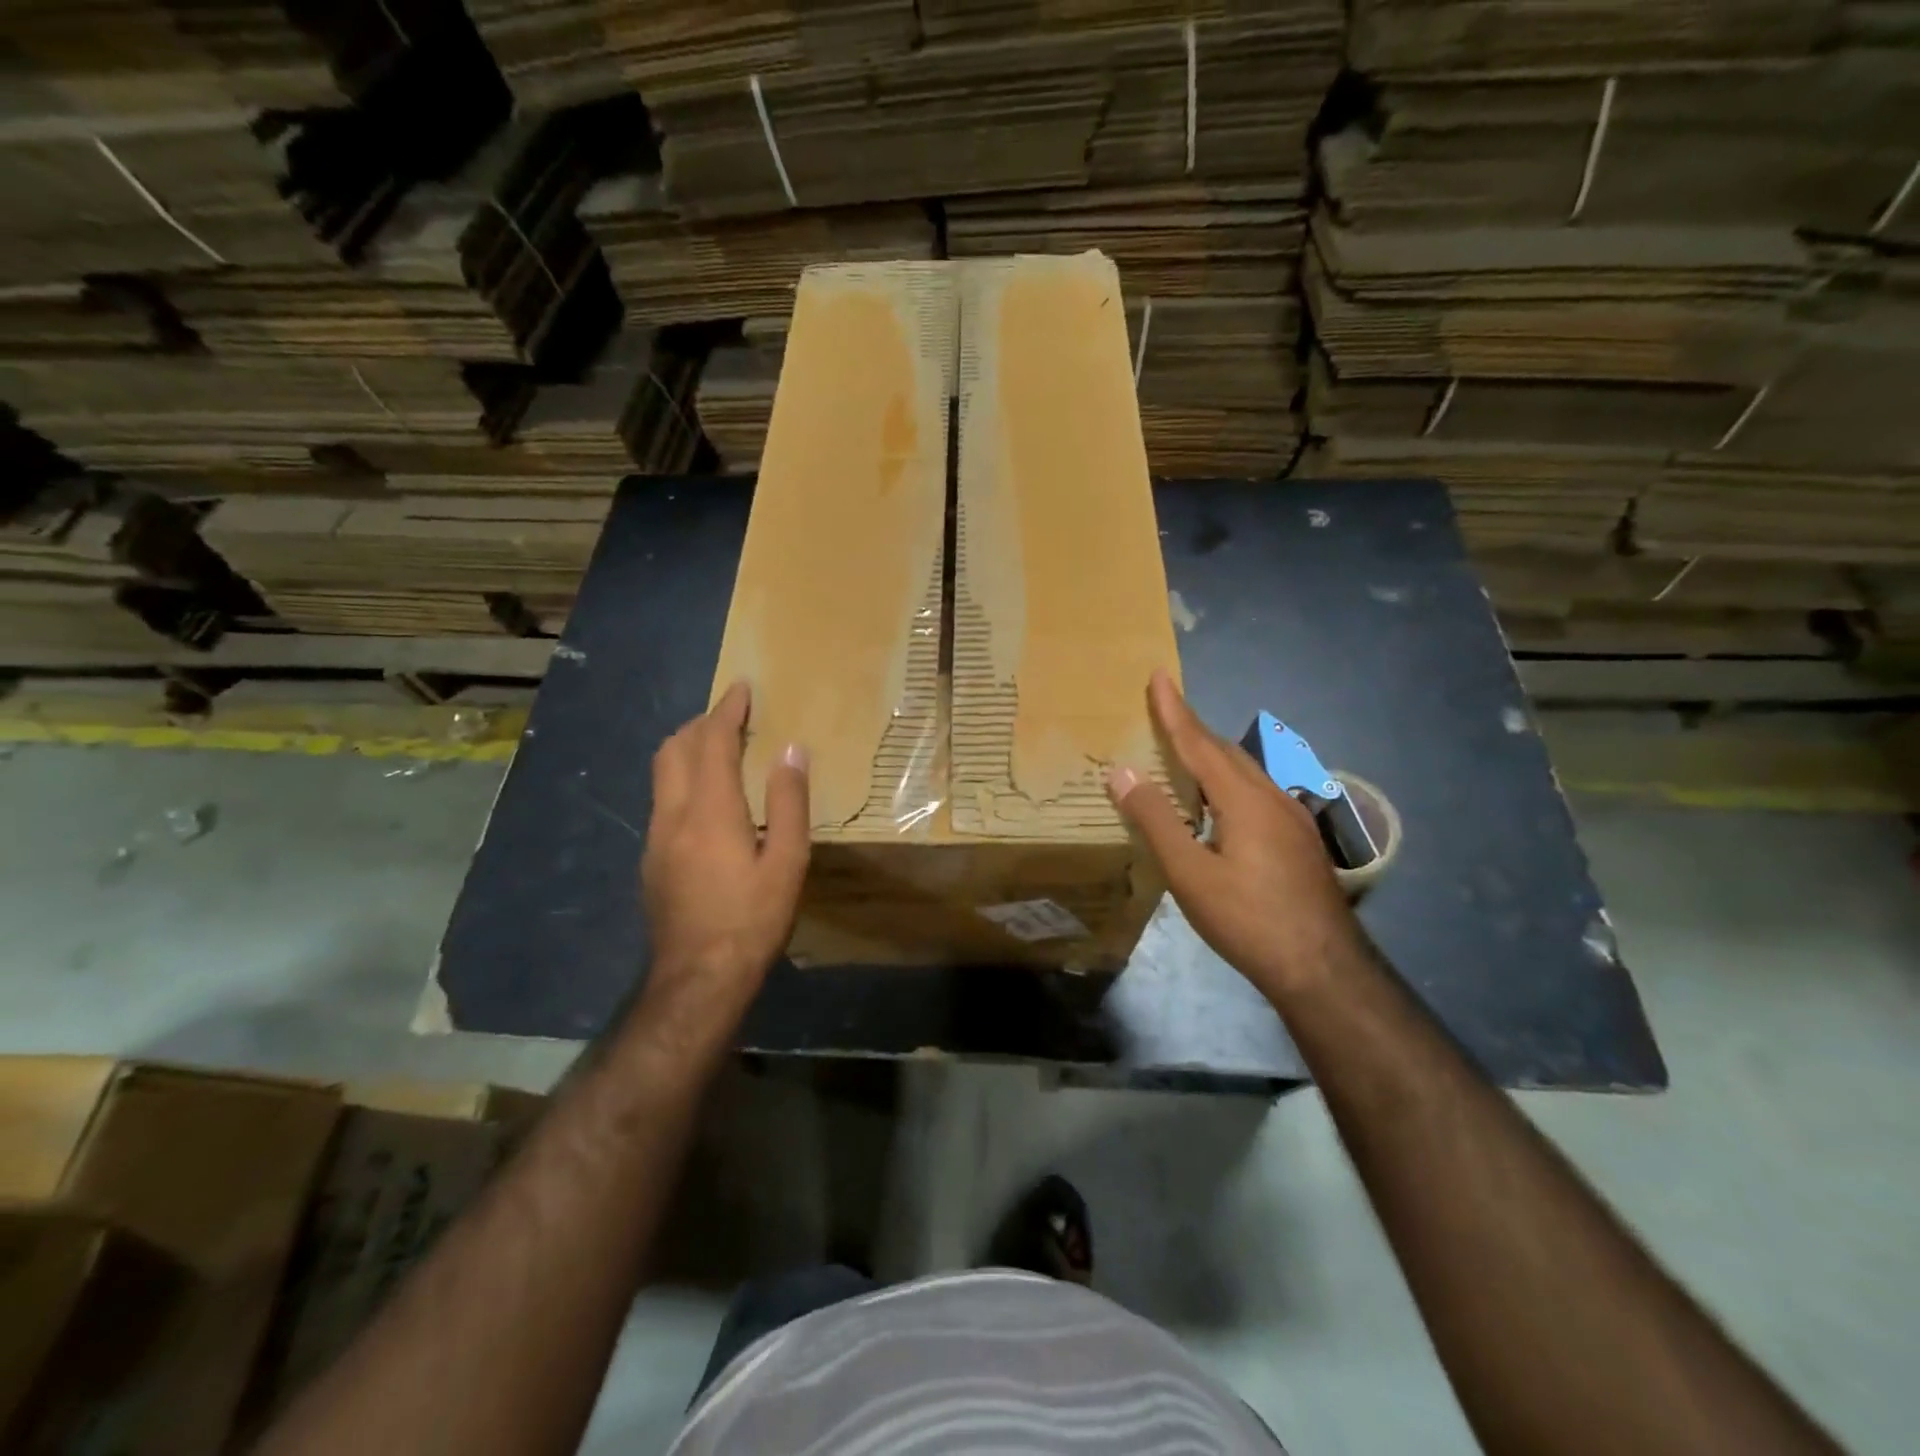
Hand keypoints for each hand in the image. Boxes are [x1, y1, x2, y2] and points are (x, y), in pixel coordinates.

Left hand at [637, 681, 809, 1033]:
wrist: (698, 978)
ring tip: (719, 748)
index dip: (727, 709)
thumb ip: (789, 802)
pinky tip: (707, 799)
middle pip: (675, 748)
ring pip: (662, 773)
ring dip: (688, 749)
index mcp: (710, 810)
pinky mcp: (651, 860)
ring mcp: (655, 838)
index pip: (712, 741)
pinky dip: (682, 778)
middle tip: (733, 716)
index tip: (742, 687)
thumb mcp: (788, 863)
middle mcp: (673, 815)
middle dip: (701, 723)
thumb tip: (792, 750)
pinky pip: (663, 799)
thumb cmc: (752, 919)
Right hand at [1106, 671, 1360, 1000]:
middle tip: (1163, 714)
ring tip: (1183, 756)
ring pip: (1245, 773)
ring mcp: (1292, 819)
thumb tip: (1122, 772)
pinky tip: (1220, 806)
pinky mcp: (1299, 840)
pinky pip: (1256, 793)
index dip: (1174, 710)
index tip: (1158, 675)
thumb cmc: (1248, 919)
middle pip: (1225, 752)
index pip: (1199, 743)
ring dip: (1211, 756)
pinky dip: (1228, 783)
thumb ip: (1155, 820)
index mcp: (1243, 799)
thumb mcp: (1189, 874)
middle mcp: (1271, 797)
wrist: (1322, 968)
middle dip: (1192, 729)